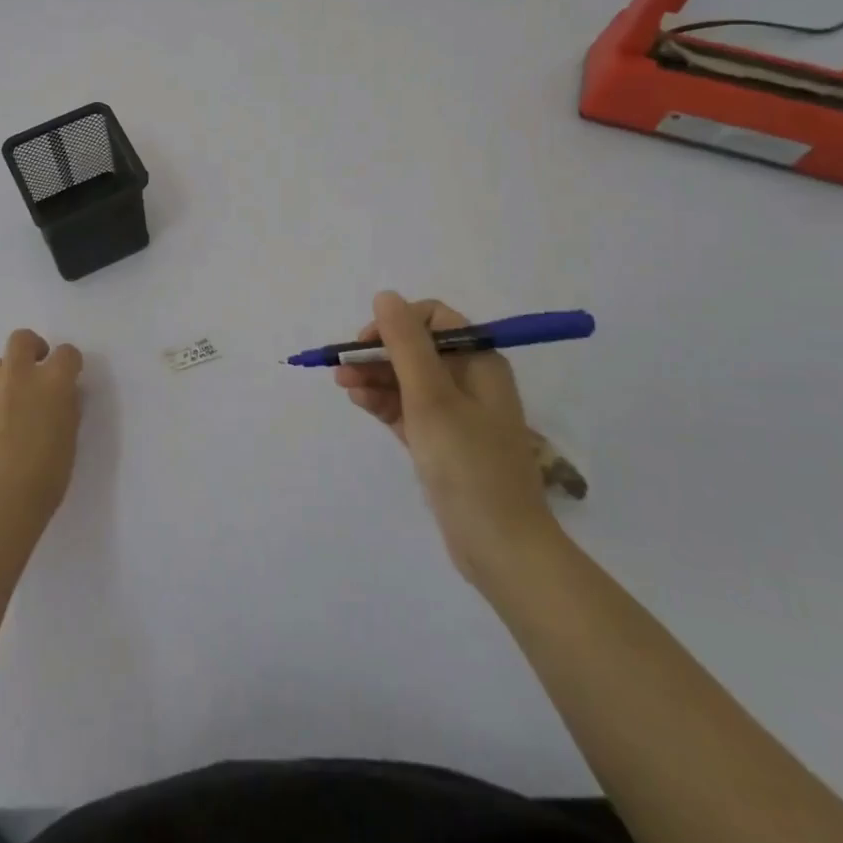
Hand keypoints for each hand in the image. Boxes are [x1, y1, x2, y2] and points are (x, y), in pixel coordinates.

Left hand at [0, 329, 83, 522]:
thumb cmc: (47, 474)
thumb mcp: (70, 437)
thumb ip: (66, 407)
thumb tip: (62, 396)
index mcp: (53, 382)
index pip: (67, 353)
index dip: (70, 363)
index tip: (71, 376)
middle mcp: (20, 376)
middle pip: (22, 339)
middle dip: (33, 347)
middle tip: (39, 369)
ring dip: (9, 373)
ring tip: (15, 399)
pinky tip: (0, 425)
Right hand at [336, 292, 560, 582]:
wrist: (501, 547)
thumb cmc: (468, 463)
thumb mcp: (431, 397)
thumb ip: (406, 344)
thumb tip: (386, 296)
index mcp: (479, 362)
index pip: (434, 320)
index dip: (397, 323)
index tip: (367, 342)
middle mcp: (470, 381)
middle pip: (417, 350)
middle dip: (379, 353)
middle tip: (341, 367)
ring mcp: (457, 414)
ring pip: (409, 381)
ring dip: (375, 377)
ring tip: (341, 384)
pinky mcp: (443, 443)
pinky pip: (409, 410)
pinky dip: (385, 403)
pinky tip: (359, 402)